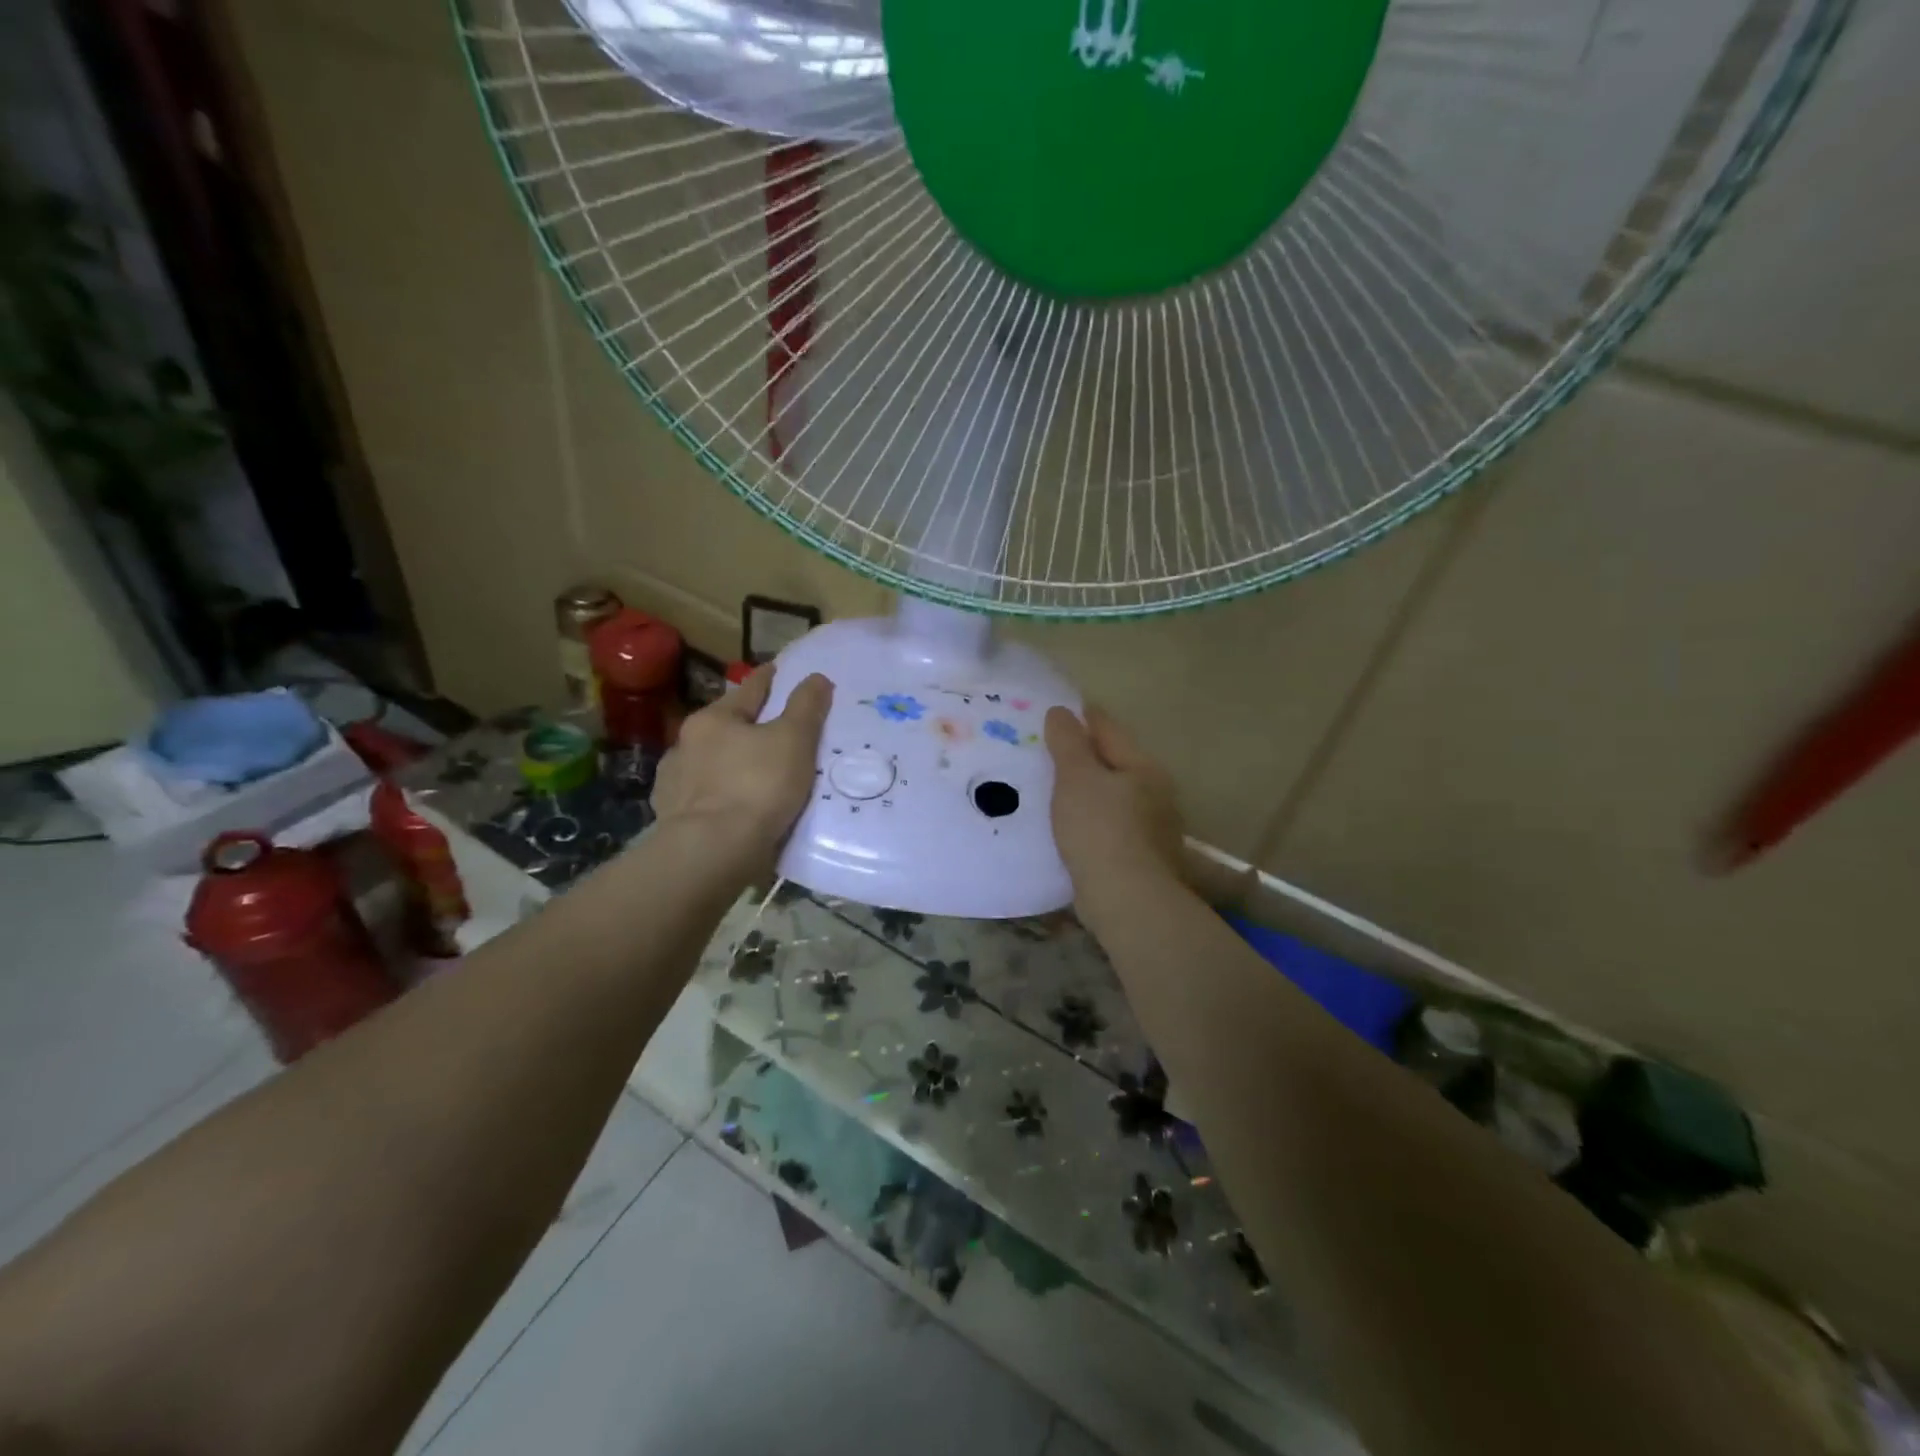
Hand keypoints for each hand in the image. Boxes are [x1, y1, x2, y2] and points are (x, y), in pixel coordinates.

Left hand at [651, 666, 832, 867]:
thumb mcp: (794, 740)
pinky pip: (702, 798)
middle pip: (725, 727)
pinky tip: (729, 805)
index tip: (777, 670)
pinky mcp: (672, 818)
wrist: (712, 852)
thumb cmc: (757, 786)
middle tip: (772, 729)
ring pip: (710, 764)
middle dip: (746, 726)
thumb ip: (806, 707)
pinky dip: (718, 796)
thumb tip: (816, 677)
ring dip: (729, 764)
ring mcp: (674, 783)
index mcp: (713, 719)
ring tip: (751, 774)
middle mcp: (686, 744)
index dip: (768, 679)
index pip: (748, 690)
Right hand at [1044, 706, 1183, 896]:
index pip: (1109, 730)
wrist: (1127, 900)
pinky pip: (1108, 828)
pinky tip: (1069, 828)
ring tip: (1053, 790)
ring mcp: (1152, 830)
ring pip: (1112, 798)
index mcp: (1143, 767)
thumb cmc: (1101, 829)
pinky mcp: (1140, 860)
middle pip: (1115, 764)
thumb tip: (1061, 712)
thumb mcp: (1077, 778)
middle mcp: (1155, 794)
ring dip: (1087, 793)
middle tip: (1049, 751)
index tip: (1058, 710)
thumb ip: (1068, 742)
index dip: (1083, 717)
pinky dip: (1089, 822)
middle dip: (1086, 757)